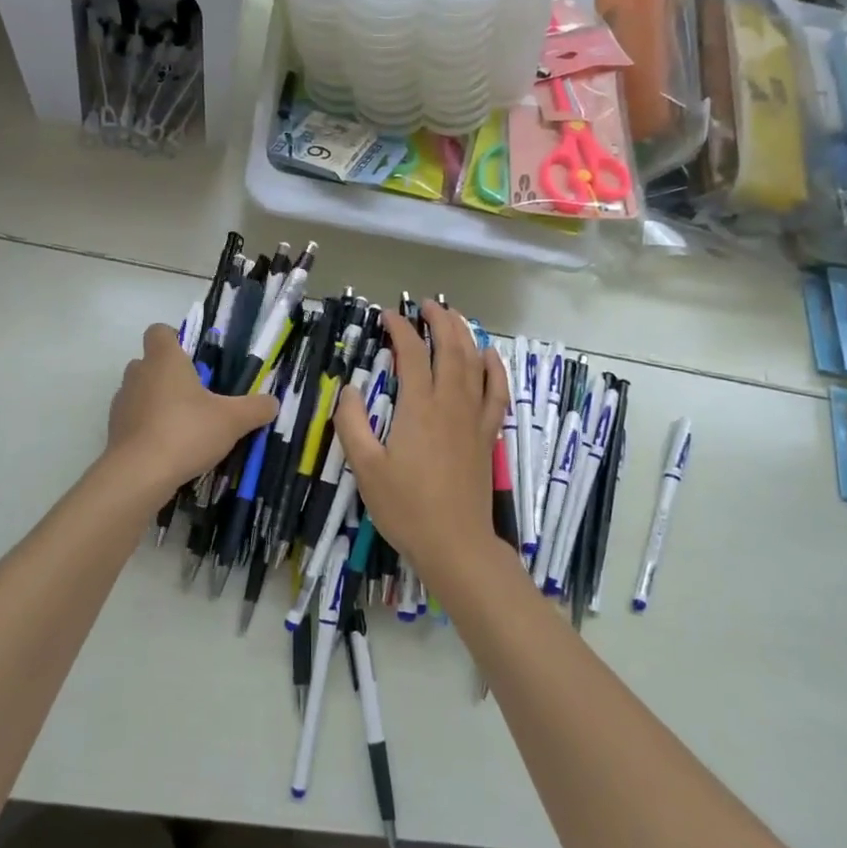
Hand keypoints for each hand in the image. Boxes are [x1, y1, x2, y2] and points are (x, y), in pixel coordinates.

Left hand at [106, 324, 277, 494]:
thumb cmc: (187, 431)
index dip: (174, 339)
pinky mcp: (114, 429)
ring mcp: (122, 402)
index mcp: (164, 360)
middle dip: (169, 374)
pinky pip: (133, 419)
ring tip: (183, 424)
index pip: (159, 331)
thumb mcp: (233, 420)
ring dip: (157, 401)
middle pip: (149, 362)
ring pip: (140, 391)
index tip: (193, 358)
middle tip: (196, 395)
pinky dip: (147, 426)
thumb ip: (256, 408)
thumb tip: (272, 402)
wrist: (139, 474)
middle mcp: (138, 374)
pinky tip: (167, 446)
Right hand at [332, 302, 508, 579]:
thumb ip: (352, 424)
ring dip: (465, 334)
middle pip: (450, 348)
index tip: (387, 316)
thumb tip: (350, 389)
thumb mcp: (365, 467)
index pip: (411, 354)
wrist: (455, 543)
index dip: (400, 329)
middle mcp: (451, 403)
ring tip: (454, 317)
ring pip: (475, 363)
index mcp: (419, 407)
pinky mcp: (487, 434)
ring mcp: (474, 417)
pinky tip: (490, 355)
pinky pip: (497, 391)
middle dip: (439, 320)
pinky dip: (495, 368)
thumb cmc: (406, 507)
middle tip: (426, 304)